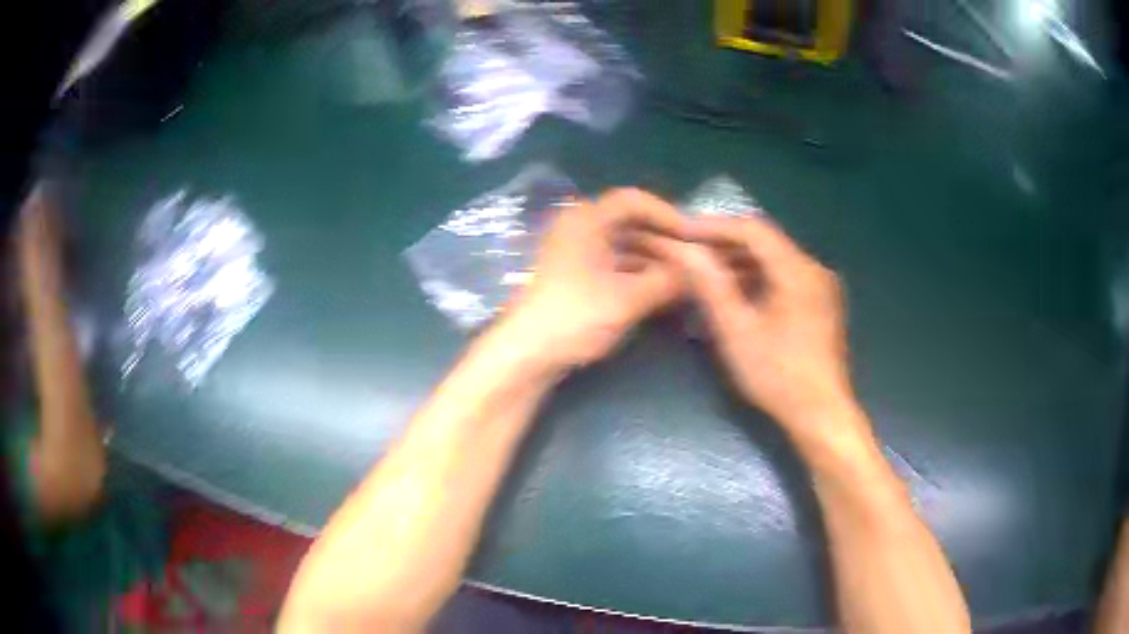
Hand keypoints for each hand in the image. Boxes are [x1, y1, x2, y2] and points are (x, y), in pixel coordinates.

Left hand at [504, 188, 687, 369]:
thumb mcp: (628, 298)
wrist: (526, 354)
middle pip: (631, 223)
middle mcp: (580, 228)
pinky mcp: (577, 277)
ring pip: (625, 246)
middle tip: (698, 258)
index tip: (695, 235)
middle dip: (665, 240)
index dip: (668, 214)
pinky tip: (664, 291)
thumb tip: (700, 271)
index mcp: (586, 219)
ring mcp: (577, 253)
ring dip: (655, 259)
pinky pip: (616, 265)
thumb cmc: (575, 316)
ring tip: (688, 277)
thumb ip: (668, 280)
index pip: (634, 201)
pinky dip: (640, 274)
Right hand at [652, 216, 858, 442]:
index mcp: (798, 270)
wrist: (822, 413)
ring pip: (775, 260)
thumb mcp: (737, 331)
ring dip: (740, 263)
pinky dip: (758, 279)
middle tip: (690, 251)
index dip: (714, 226)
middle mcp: (814, 269)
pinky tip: (736, 292)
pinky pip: (785, 277)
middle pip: (765, 242)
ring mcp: (821, 286)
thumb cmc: (779, 376)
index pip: (752, 229)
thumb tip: (685, 250)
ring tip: (705, 272)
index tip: (682, 231)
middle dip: (725, 244)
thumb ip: (711, 286)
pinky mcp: (821, 303)